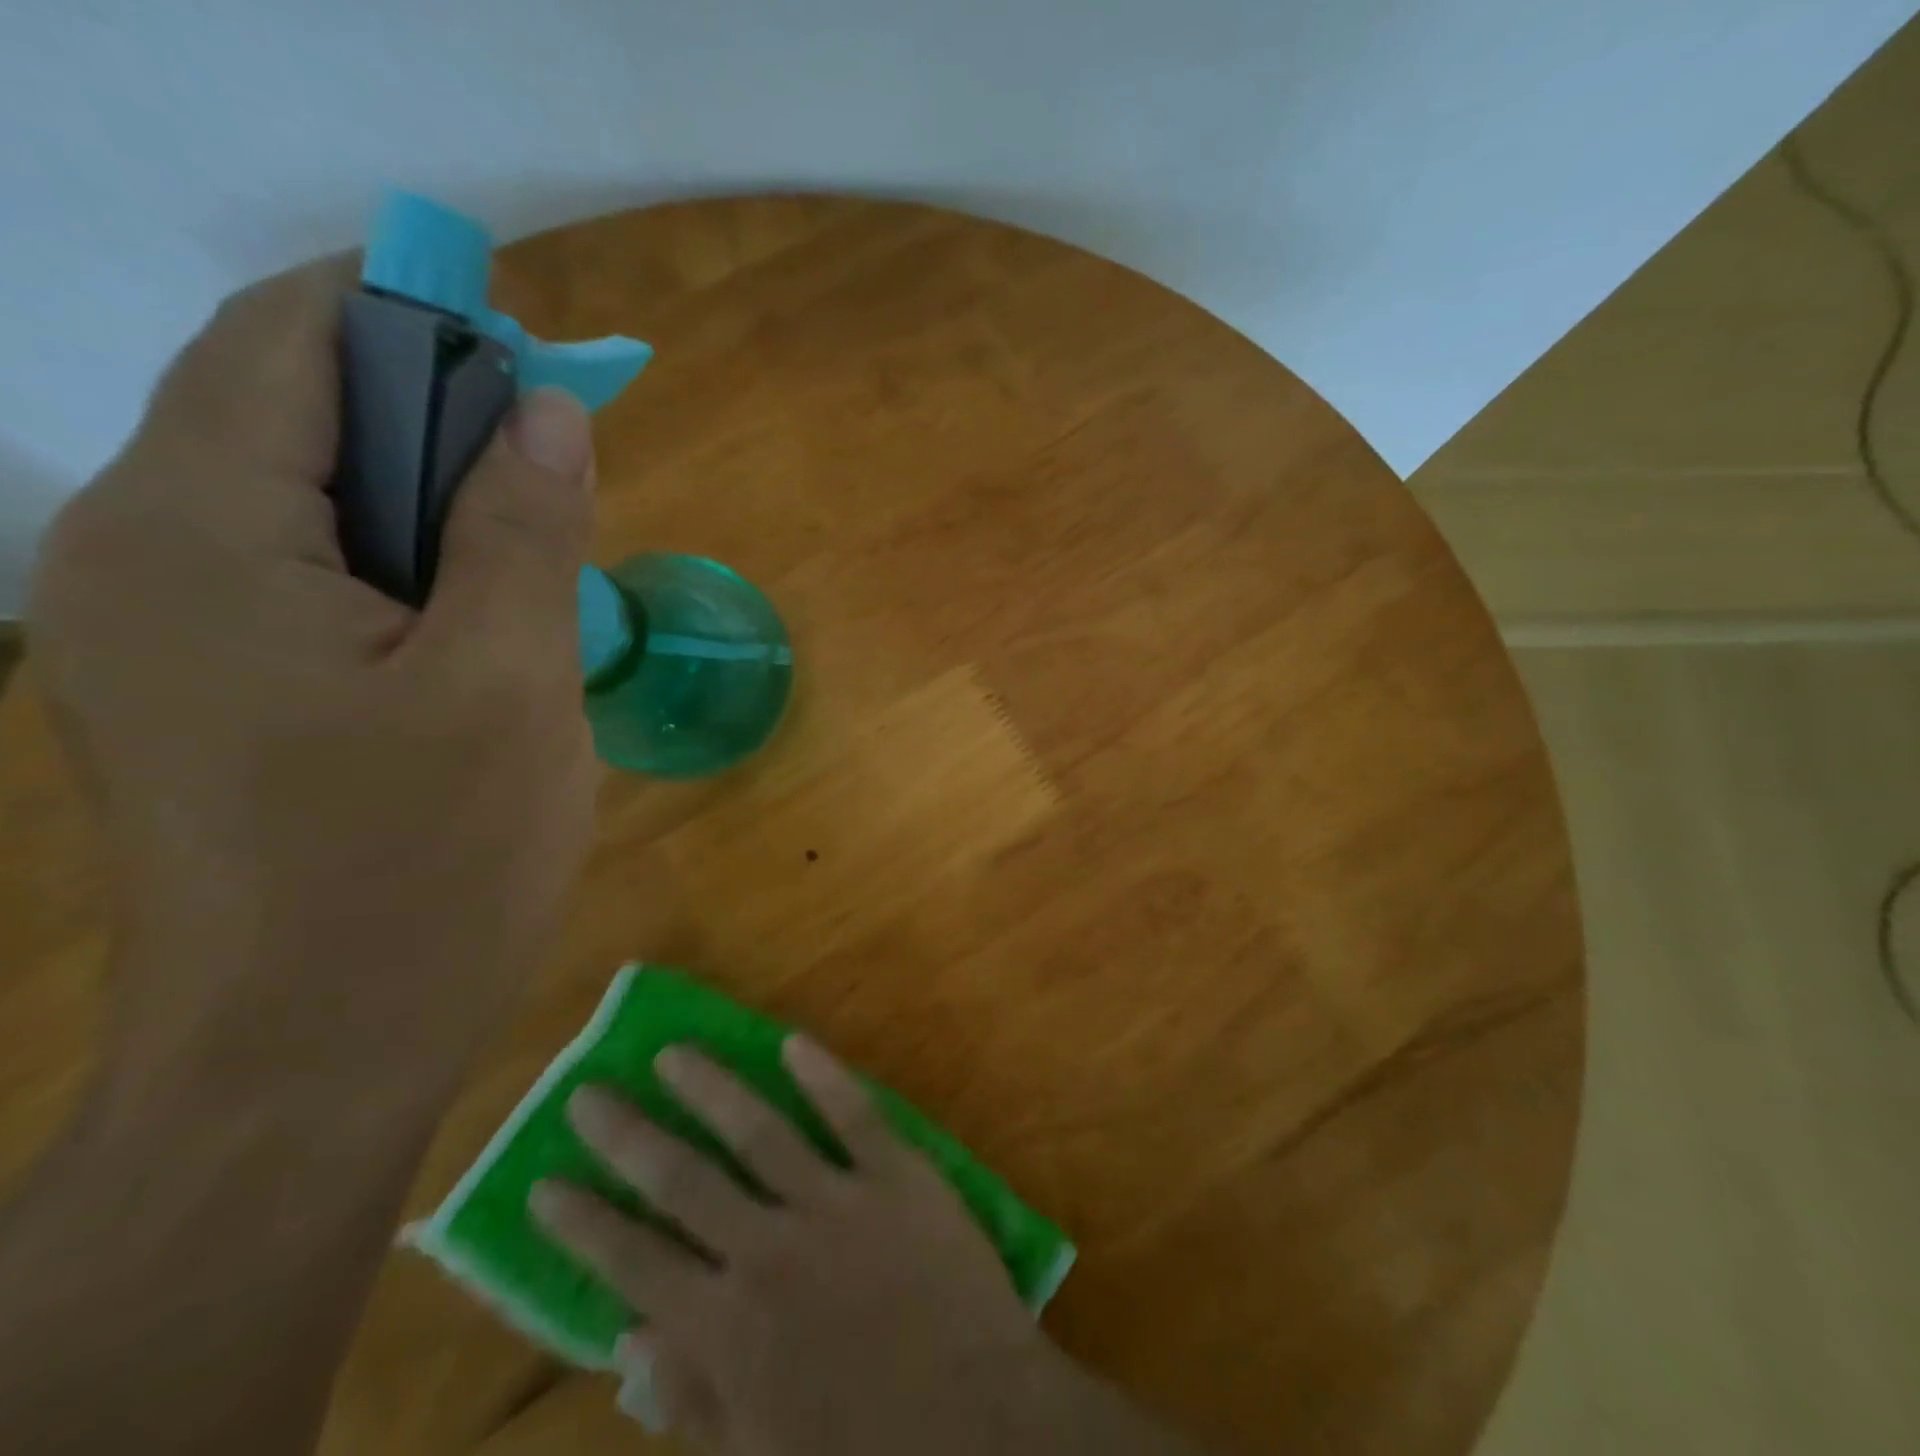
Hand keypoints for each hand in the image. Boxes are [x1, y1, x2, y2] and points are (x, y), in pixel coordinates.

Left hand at [26, 259, 600, 1103]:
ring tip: (529, 577)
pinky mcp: (196, 691)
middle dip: (440, 420)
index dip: (426, 316)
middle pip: (293, 410)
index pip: (297, 336)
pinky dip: (399, 569)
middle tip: (561, 486)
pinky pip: (303, 575)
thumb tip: (548, 406)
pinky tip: (472, 636)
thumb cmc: (426, 868)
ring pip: (308, 501)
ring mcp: (151, 630)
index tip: (543, 359)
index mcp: (199, 530)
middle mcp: (135, 553)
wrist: (313, 1057)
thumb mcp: (511, 685)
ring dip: (431, 506)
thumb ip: (527, 530)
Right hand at [530, 1036, 1063, 1455]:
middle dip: (629, 1136)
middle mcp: (770, 1248)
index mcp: (729, 1329)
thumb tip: (630, 1340)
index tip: (545, 1182)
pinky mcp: (898, 1174)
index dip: (585, 1224)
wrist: (984, 1429)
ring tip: (672, 1052)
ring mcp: (837, 1202)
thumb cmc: (867, 1454)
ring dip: (711, 1087)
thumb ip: (693, 1399)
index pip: (634, 1262)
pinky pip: (854, 1114)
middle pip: (684, 1179)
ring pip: (759, 1128)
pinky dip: (823, 1075)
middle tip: (589, 1093)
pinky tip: (792, 1041)